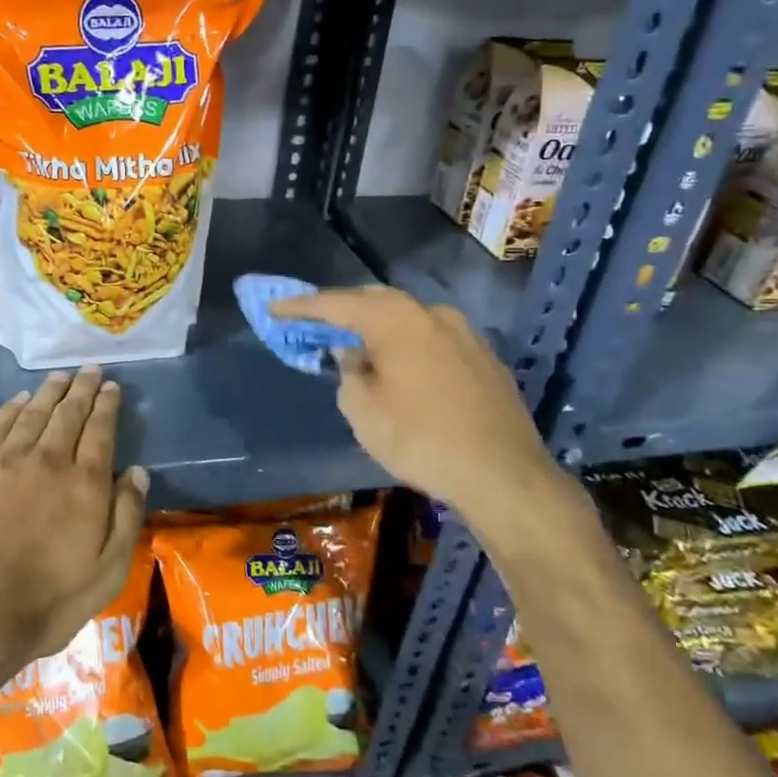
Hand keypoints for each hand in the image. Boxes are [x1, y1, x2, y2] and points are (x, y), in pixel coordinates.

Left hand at [0, 367, 148, 681]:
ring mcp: (4, 460)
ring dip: (49, 392)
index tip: (111, 387)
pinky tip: (19, 400)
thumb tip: (137, 471)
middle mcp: (47, 460)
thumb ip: (126, 517)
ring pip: (32, 413)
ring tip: (60, 377)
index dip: (106, 405)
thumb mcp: (107, 572)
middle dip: (81, 388)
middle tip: (89, 370)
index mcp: (85, 483)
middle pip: (68, 413)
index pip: (100, 430)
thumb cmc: (47, 602)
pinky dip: (10, 408)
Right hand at [271, 287, 565, 514]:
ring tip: (359, 345)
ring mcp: (466, 334)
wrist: (502, 474)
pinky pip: (434, 340)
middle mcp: (433, 315)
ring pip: (410, 319)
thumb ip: (349, 373)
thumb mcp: (363, 411)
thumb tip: (353, 354)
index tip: (275, 309)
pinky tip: (402, 367)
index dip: (303, 307)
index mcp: (397, 320)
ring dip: (380, 327)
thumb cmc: (420, 439)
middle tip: (316, 322)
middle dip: (344, 309)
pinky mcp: (485, 359)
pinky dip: (409, 345)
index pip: (338, 304)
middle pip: (378, 302)